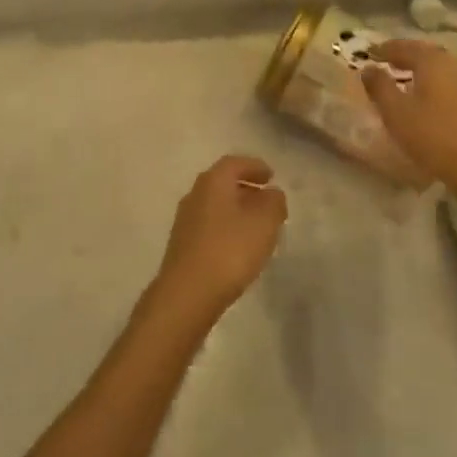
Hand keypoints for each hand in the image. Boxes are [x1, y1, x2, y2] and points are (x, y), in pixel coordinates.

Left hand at [150, 156, 286, 323]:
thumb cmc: (230, 250)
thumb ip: (273, 203)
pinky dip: (227, 227)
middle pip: (222, 183)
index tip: (271, 175)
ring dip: (236, 209)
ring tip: (258, 225)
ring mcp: (185, 220)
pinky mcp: (183, 244)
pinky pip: (210, 225)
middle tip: (267, 199)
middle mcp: (195, 194)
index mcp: (212, 182)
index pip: (234, 163)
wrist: (188, 293)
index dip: (254, 166)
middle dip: (246, 188)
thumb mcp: (264, 223)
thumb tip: (272, 193)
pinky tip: (239, 245)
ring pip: (216, 205)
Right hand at [361, 40, 456, 206]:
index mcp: (433, 62)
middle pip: (428, 54)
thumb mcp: (396, 113)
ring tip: (410, 82)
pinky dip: (439, 88)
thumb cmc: (435, 137)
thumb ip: (379, 87)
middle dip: (408, 56)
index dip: (386, 49)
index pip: (405, 47)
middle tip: (390, 62)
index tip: (371, 52)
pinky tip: (434, 103)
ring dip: (425, 73)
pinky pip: (455, 88)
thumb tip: (368, 68)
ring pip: (444, 71)